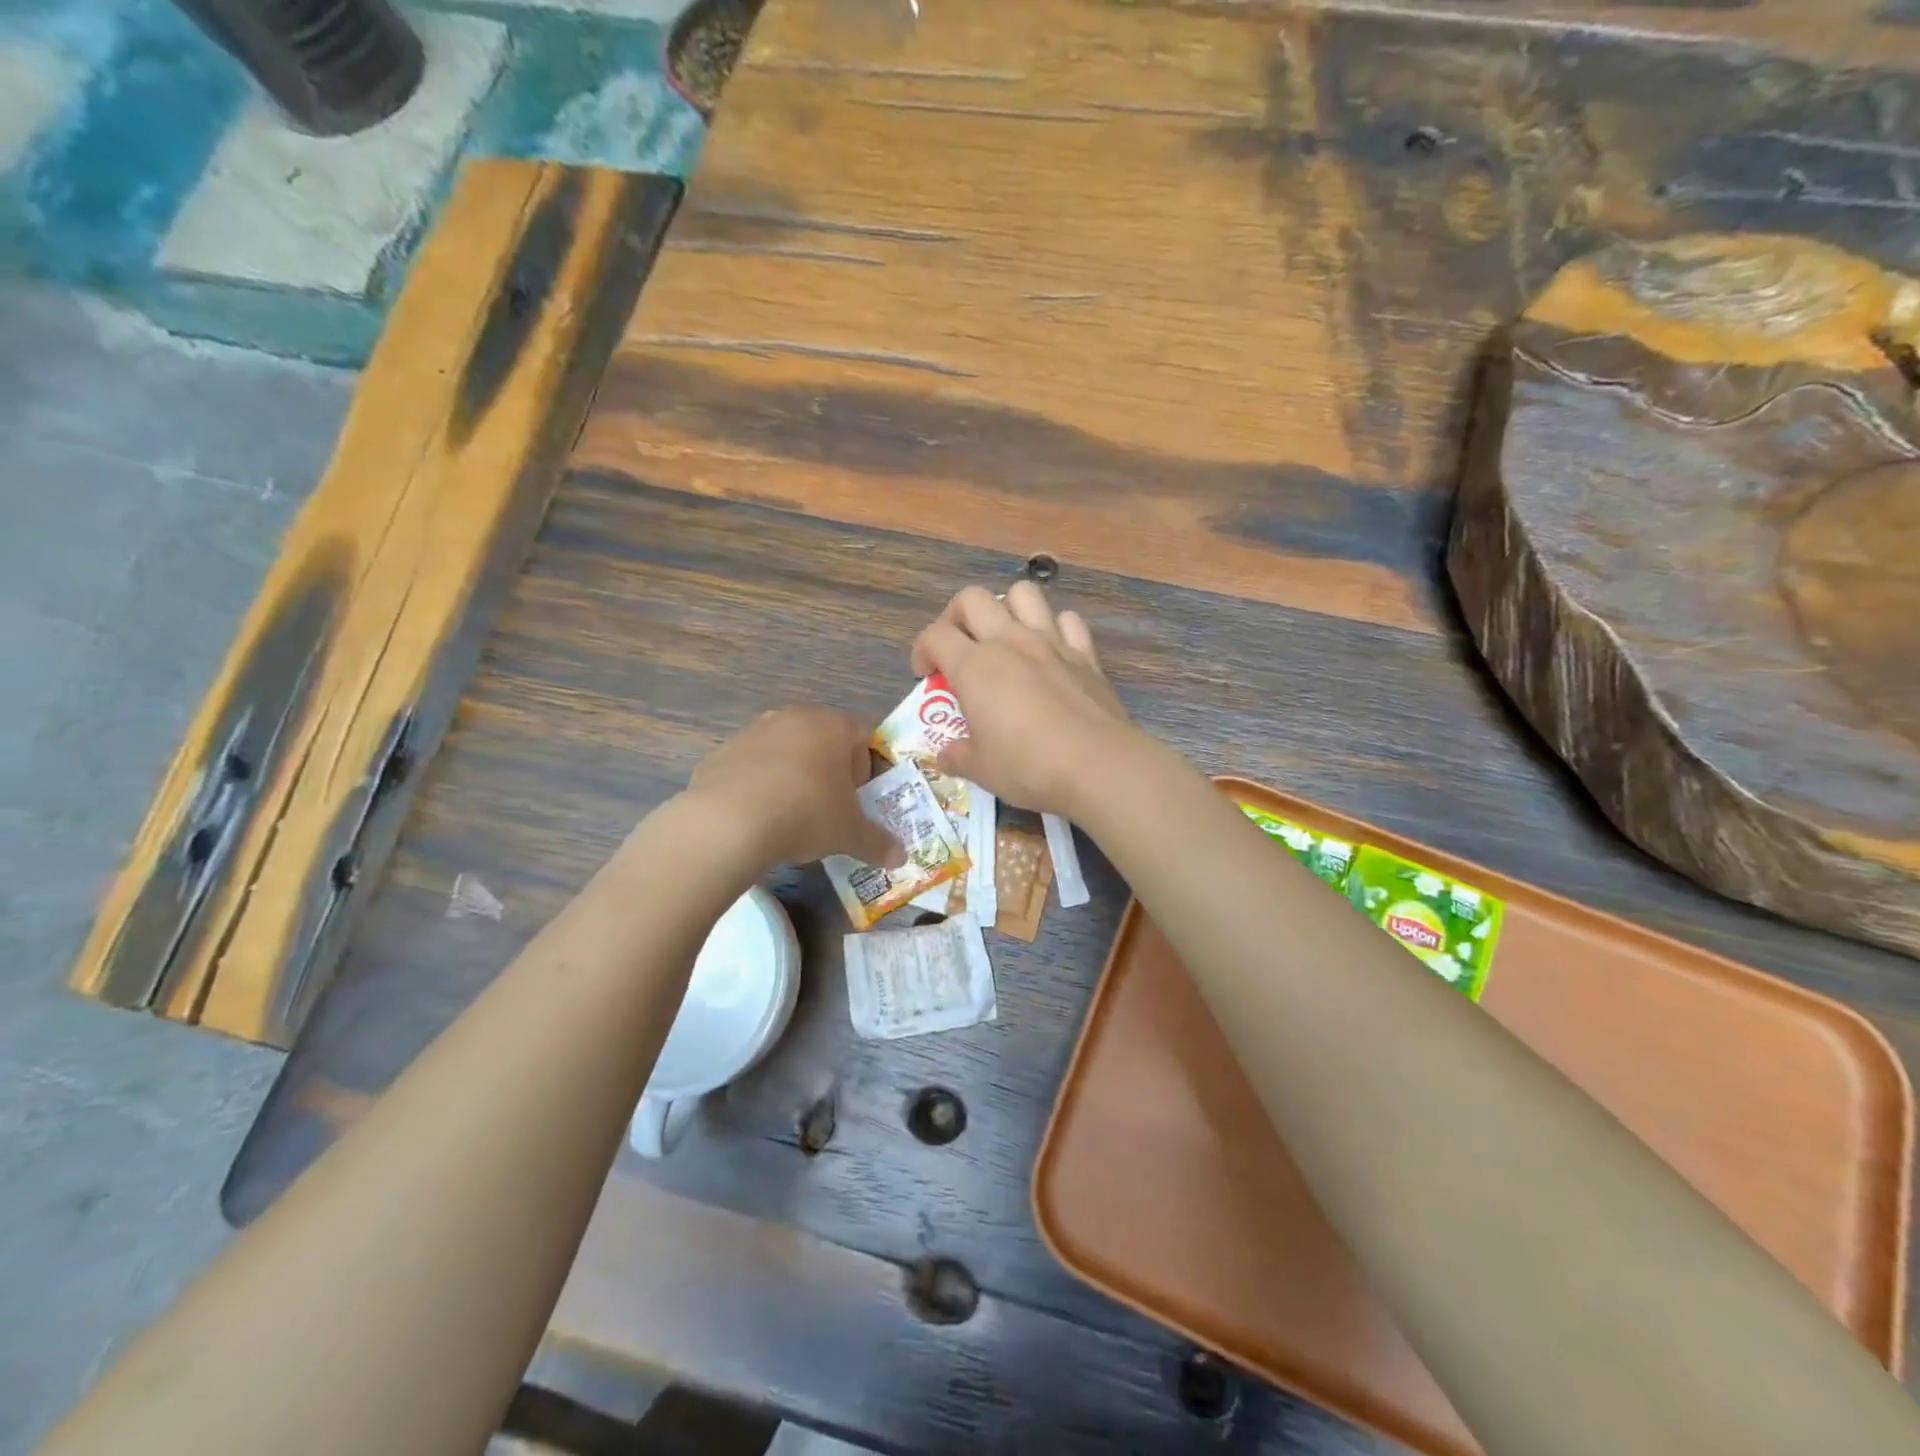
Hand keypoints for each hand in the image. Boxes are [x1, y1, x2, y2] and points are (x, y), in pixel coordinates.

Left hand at [685, 707, 904, 868]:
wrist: (728, 822)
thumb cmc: (805, 814)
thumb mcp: (848, 833)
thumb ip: (877, 842)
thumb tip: (900, 858)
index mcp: (832, 726)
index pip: (863, 736)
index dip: (866, 768)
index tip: (857, 798)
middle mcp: (794, 717)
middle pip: (824, 738)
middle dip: (830, 770)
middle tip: (829, 806)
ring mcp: (754, 730)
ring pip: (786, 749)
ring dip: (794, 774)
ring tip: (791, 813)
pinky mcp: (722, 751)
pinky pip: (753, 765)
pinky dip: (760, 783)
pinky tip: (758, 815)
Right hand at [910, 582, 1136, 816]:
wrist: (1097, 765)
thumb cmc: (1028, 767)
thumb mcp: (981, 770)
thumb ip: (958, 757)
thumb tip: (946, 755)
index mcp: (974, 666)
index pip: (934, 636)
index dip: (922, 650)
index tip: (926, 675)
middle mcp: (1009, 642)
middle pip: (972, 599)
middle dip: (956, 616)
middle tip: (958, 647)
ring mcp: (1051, 642)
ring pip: (1023, 593)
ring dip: (1007, 607)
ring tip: (1005, 637)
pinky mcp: (1085, 654)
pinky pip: (1068, 621)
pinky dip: (1056, 627)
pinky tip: (1051, 652)